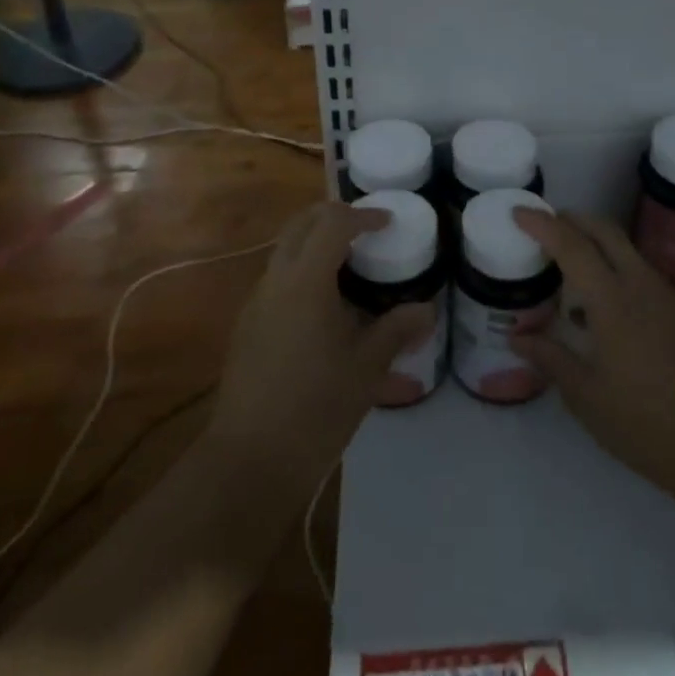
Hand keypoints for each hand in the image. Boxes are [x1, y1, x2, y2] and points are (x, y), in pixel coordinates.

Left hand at [203, 202, 433, 496]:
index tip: (388, 222)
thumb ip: (397, 330)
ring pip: (285, 250)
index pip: (333, 223)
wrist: (249, 460)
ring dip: (315, 243)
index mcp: (305, 281)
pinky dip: (302, 271)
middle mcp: (275, 280)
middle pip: (301, 224)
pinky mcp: (247, 326)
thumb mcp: (367, 369)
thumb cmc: (315, 409)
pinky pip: (277, 279)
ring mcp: (256, 302)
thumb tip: (427, 309)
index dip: (362, 215)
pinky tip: (325, 307)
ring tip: (351, 267)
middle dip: (333, 215)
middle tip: (366, 229)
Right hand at [509, 209, 674, 509]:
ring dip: (594, 241)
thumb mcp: (584, 395)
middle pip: (604, 230)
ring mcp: (665, 294)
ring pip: (624, 247)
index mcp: (613, 301)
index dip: (542, 224)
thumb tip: (516, 336)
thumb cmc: (641, 422)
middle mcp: (641, 284)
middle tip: (543, 227)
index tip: (518, 212)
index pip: (572, 245)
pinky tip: (600, 304)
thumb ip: (549, 357)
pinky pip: (640, 270)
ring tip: (567, 265)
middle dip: (571, 219)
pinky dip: (614, 266)